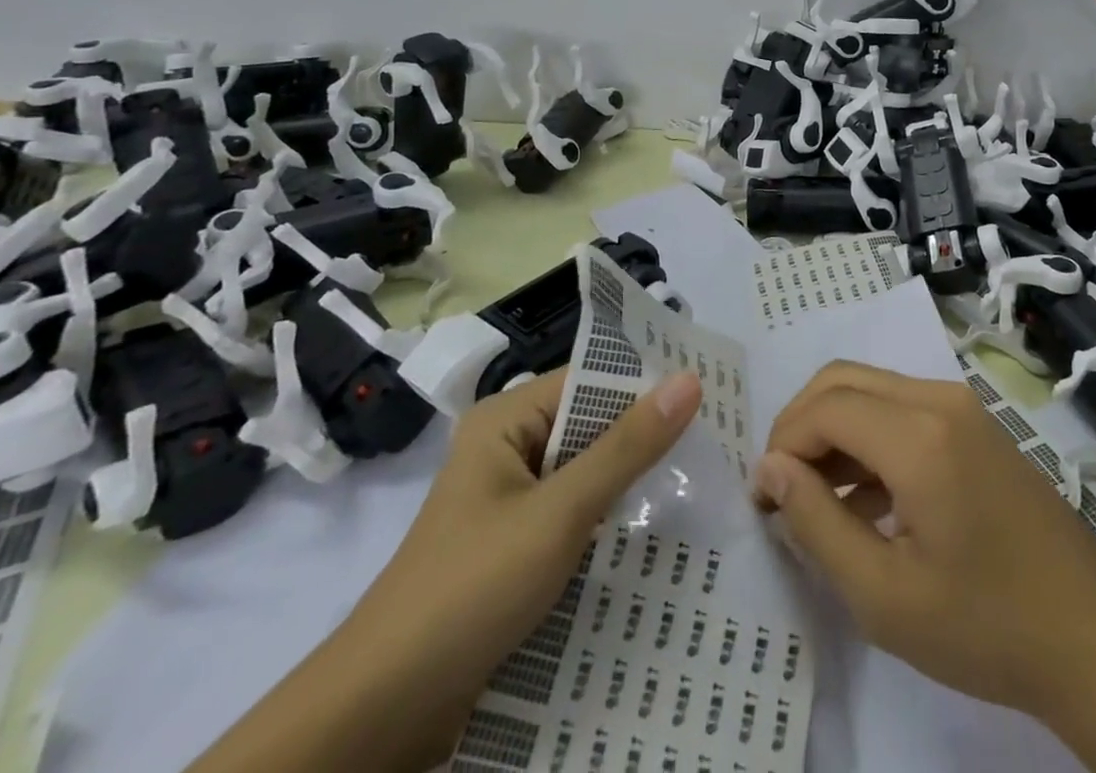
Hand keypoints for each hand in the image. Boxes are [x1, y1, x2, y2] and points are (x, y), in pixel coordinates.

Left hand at [359, 369, 703, 728]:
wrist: (381, 716)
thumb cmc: (472, 589)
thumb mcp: (560, 512)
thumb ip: (627, 447)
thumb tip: (689, 379)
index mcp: (506, 420)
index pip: (592, 382)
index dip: (647, 390)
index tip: (710, 402)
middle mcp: (506, 449)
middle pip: (590, 428)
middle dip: (644, 442)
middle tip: (714, 447)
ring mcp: (507, 502)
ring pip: (585, 476)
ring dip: (629, 487)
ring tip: (698, 487)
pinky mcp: (511, 549)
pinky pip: (571, 517)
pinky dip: (606, 524)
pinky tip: (653, 538)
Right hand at [753, 364, 1095, 772]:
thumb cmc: (987, 625)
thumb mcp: (885, 596)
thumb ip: (818, 524)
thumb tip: (771, 470)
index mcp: (918, 434)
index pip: (823, 408)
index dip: (781, 445)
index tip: (764, 499)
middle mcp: (939, 398)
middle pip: (842, 381)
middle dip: (800, 426)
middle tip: (783, 489)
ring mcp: (962, 405)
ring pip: (871, 389)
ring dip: (833, 429)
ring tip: (817, 499)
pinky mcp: (975, 422)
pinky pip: (902, 406)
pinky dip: (868, 435)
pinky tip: (865, 498)